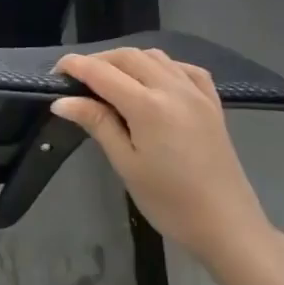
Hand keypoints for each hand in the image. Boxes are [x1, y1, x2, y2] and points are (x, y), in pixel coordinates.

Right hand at [52, 48, 275, 268]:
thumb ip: (97, 123)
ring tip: (110, 81)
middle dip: (98, 61)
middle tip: (78, 81)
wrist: (229, 227)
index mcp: (148, 105)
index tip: (54, 73)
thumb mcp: (126, 164)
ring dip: (127, 60)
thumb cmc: (170, 202)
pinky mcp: (212, 104)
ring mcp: (197, 93)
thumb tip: (62, 101)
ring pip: (155, 57)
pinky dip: (162, 66)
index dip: (74, 66)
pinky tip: (153, 81)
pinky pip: (184, 69)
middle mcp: (172, 88)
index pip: (101, 72)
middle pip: (127, 57)